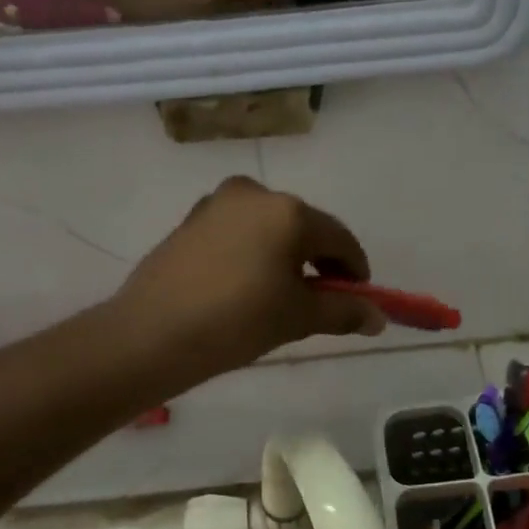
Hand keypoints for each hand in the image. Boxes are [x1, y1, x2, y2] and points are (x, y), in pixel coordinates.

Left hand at [113, 177, 386, 378]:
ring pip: (269, 228)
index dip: (354, 270)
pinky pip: (238, 232)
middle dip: (318, 261)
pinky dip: (253, 253)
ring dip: (284, 255)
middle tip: (321, 299)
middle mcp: (254, 193)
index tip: (359, 297)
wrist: (151, 334)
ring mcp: (217, 204)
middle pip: (303, 227)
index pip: (339, 238)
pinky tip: (245, 286)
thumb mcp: (297, 318)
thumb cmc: (236, 322)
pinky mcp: (191, 220)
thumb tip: (378, 318)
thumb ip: (343, 311)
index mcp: (288, 211)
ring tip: (280, 295)